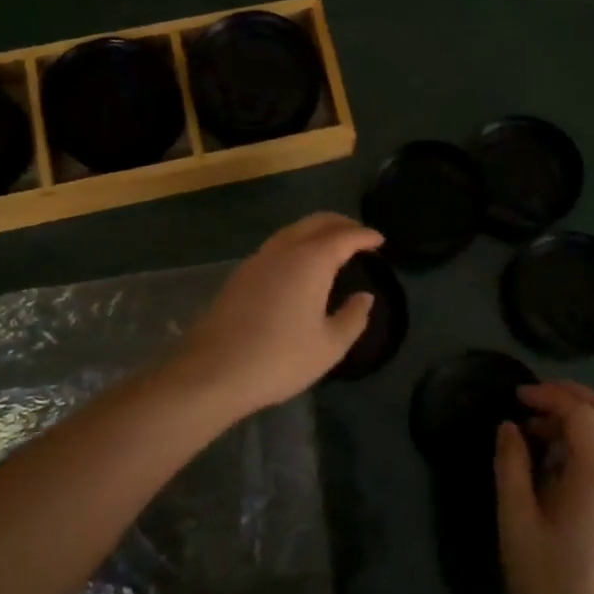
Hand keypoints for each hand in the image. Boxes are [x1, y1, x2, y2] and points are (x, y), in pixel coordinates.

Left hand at [166, 212, 382, 418]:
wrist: (213, 370)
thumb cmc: (280, 358)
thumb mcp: (329, 346)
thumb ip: (353, 317)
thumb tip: (364, 297)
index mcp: (311, 260)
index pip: (344, 236)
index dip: (365, 236)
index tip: (380, 240)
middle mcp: (284, 249)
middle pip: (316, 222)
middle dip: (340, 224)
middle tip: (359, 236)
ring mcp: (258, 259)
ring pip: (293, 231)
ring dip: (316, 231)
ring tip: (333, 247)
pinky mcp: (240, 274)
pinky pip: (277, 246)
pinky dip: (297, 244)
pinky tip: (300, 266)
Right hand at [495, 381, 593, 593]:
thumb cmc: (549, 582)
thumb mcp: (516, 521)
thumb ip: (511, 466)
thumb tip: (509, 427)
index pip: (581, 413)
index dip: (549, 396)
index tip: (517, 397)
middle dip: (575, 395)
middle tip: (537, 398)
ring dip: (582, 419)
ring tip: (539, 432)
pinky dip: (591, 442)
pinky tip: (558, 462)